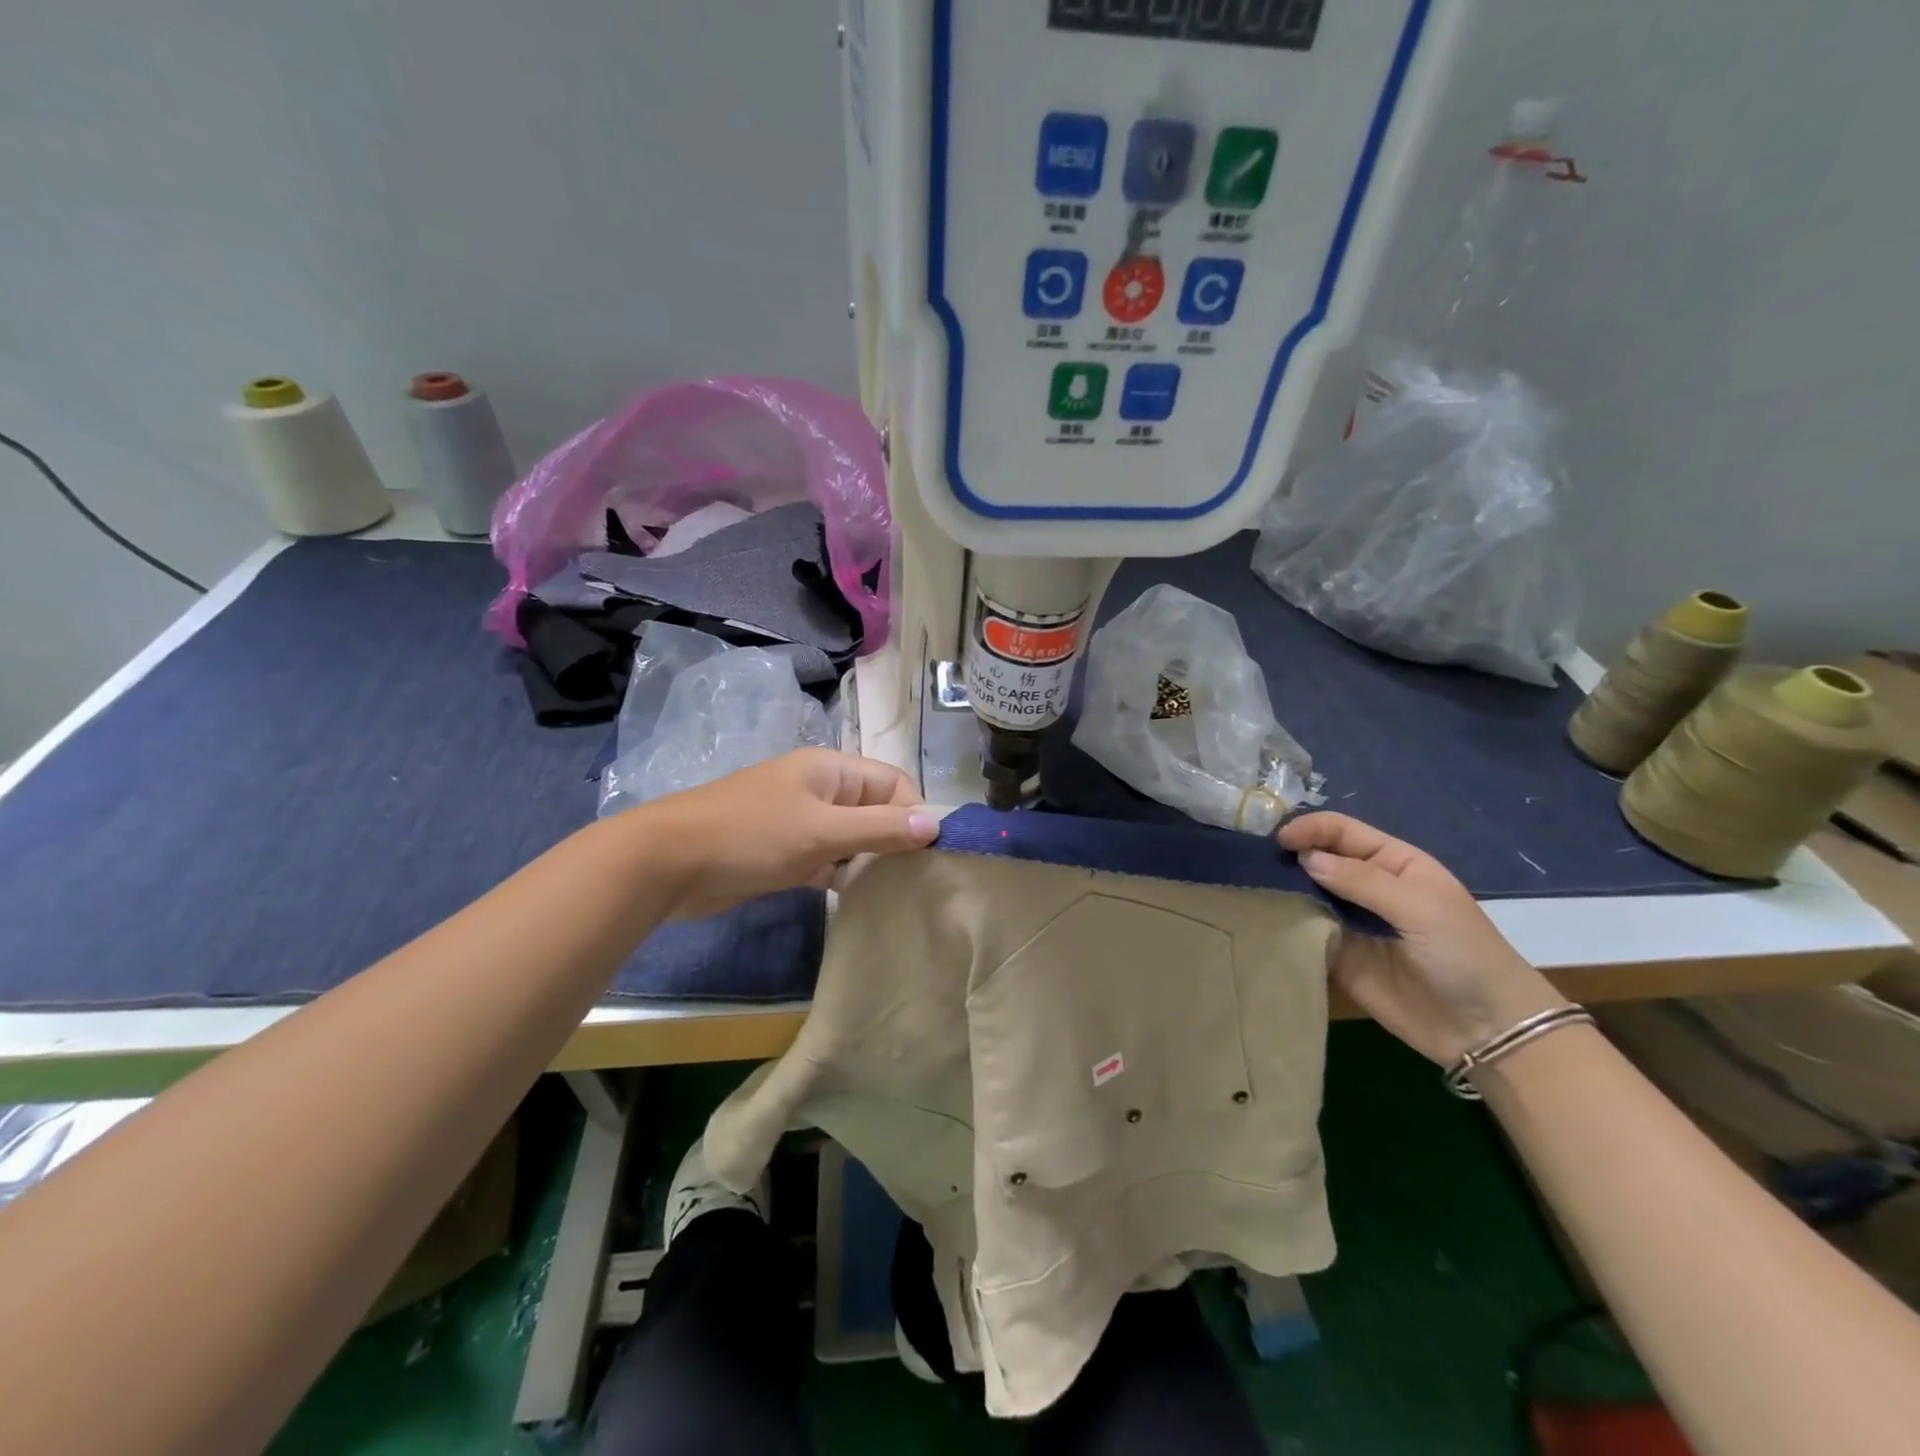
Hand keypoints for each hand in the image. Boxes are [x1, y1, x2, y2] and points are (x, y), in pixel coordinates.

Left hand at [644, 749, 938, 919]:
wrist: (666, 864)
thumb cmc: (750, 836)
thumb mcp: (821, 831)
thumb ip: (879, 828)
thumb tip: (935, 826)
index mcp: (831, 770)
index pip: (893, 783)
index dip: (913, 814)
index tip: (925, 857)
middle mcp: (820, 791)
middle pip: (875, 811)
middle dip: (894, 842)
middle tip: (913, 883)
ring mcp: (799, 823)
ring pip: (851, 839)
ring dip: (869, 863)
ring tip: (893, 896)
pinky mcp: (783, 854)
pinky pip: (827, 861)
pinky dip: (841, 877)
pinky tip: (857, 903)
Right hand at [1277, 812, 1566, 1065]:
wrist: (1485, 1030)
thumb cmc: (1464, 954)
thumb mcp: (1420, 906)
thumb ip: (1361, 880)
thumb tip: (1305, 858)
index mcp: (1393, 863)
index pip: (1343, 832)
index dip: (1311, 829)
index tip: (1279, 840)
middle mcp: (1367, 887)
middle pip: (1319, 859)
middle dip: (1290, 856)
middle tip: (1254, 862)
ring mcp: (1349, 922)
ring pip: (1306, 894)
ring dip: (1282, 889)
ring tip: (1251, 888)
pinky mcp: (1337, 956)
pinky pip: (1304, 933)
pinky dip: (1284, 925)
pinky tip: (1262, 921)